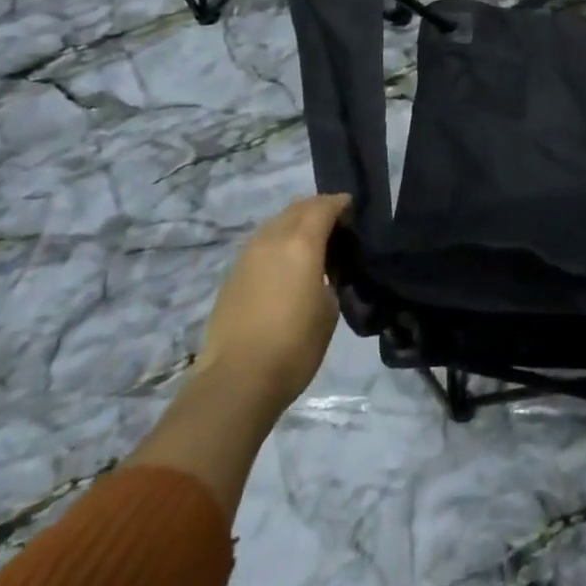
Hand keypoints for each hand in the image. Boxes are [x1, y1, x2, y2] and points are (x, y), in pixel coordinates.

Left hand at [195, 193, 349, 423]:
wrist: (236, 381)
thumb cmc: (294, 346)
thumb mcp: (329, 309)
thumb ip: (329, 277)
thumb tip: (323, 270)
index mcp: (301, 242)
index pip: (324, 206)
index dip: (341, 204)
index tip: (353, 211)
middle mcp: (272, 239)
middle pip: (297, 208)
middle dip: (317, 209)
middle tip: (335, 225)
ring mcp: (247, 256)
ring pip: (276, 224)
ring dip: (295, 225)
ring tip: (310, 246)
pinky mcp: (232, 275)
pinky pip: (261, 244)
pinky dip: (277, 244)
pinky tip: (285, 266)